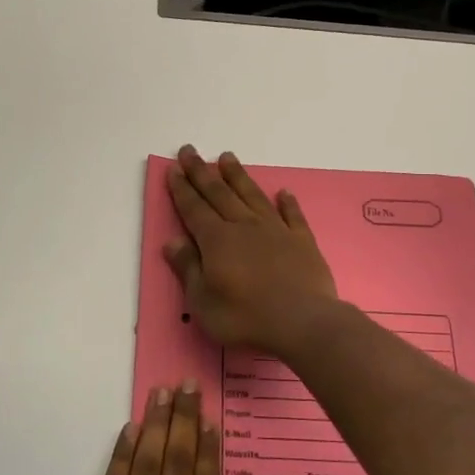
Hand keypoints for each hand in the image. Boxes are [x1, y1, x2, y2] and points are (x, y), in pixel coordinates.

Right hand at [163, 146, 341, 358]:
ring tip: (227, 156)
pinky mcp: (302, 241)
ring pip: (252, 195)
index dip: (182, 189)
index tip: (174, 169)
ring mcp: (276, 230)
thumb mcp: (203, 301)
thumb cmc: (245, 318)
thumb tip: (172, 241)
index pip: (194, 208)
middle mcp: (244, 226)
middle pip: (219, 193)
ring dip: (238, 176)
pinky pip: (292, 215)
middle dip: (202, 172)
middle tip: (190, 151)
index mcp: (217, 240)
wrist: (303, 323)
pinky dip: (287, 202)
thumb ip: (188, 268)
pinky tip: (284, 192)